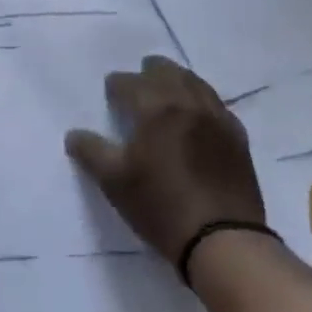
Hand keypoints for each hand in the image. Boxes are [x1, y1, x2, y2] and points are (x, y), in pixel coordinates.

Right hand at [64, 55, 265, 262]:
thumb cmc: (161, 206)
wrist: (223, 239)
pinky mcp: (238, 138)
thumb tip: (74, 134)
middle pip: (167, 72)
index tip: (110, 91)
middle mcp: (189, 103)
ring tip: (167, 88)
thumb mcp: (114, 182)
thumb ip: (91, 152)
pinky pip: (217, 105)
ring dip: (177, 79)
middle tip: (138, 80)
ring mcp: (217, 119)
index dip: (117, 85)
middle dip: (149, 73)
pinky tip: (198, 113)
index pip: (130, 83)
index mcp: (156, 108)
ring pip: (196, 83)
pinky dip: (202, 99)